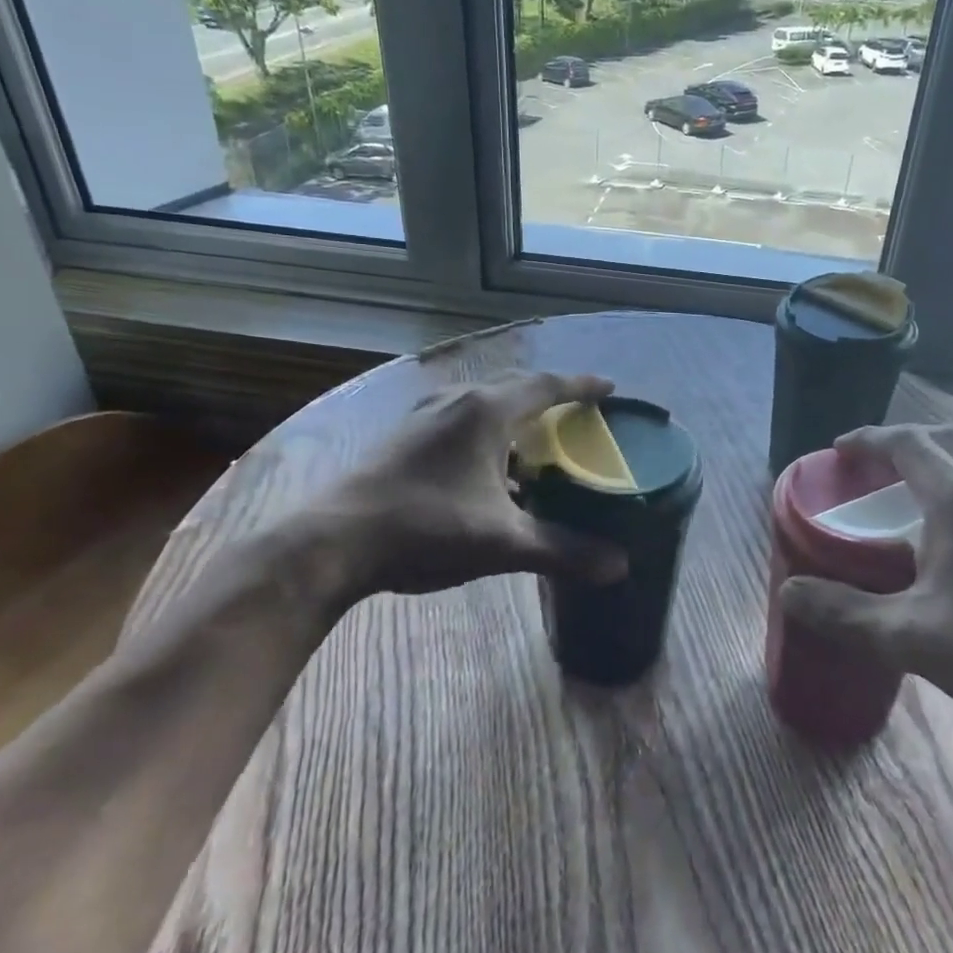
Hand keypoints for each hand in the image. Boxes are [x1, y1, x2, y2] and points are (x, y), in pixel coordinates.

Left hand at [273, 371, 628, 606]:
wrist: (333, 541)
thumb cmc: (426, 528)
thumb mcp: (502, 543)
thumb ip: (562, 550)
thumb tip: (619, 567)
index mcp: (486, 411)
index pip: (547, 386)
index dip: (582, 386)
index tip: (611, 388)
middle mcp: (457, 401)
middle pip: (515, 386)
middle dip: (549, 396)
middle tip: (577, 413)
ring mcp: (424, 415)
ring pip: (483, 402)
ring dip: (514, 414)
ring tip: (534, 440)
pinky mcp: (403, 436)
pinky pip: (459, 418)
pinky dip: (486, 431)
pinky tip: (485, 467)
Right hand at [779, 424, 952, 753]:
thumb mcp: (910, 636)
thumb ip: (844, 612)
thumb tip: (788, 593)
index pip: (907, 444)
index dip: (869, 440)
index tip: (840, 448)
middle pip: (946, 441)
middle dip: (904, 442)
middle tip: (874, 464)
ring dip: (941, 461)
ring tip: (915, 491)